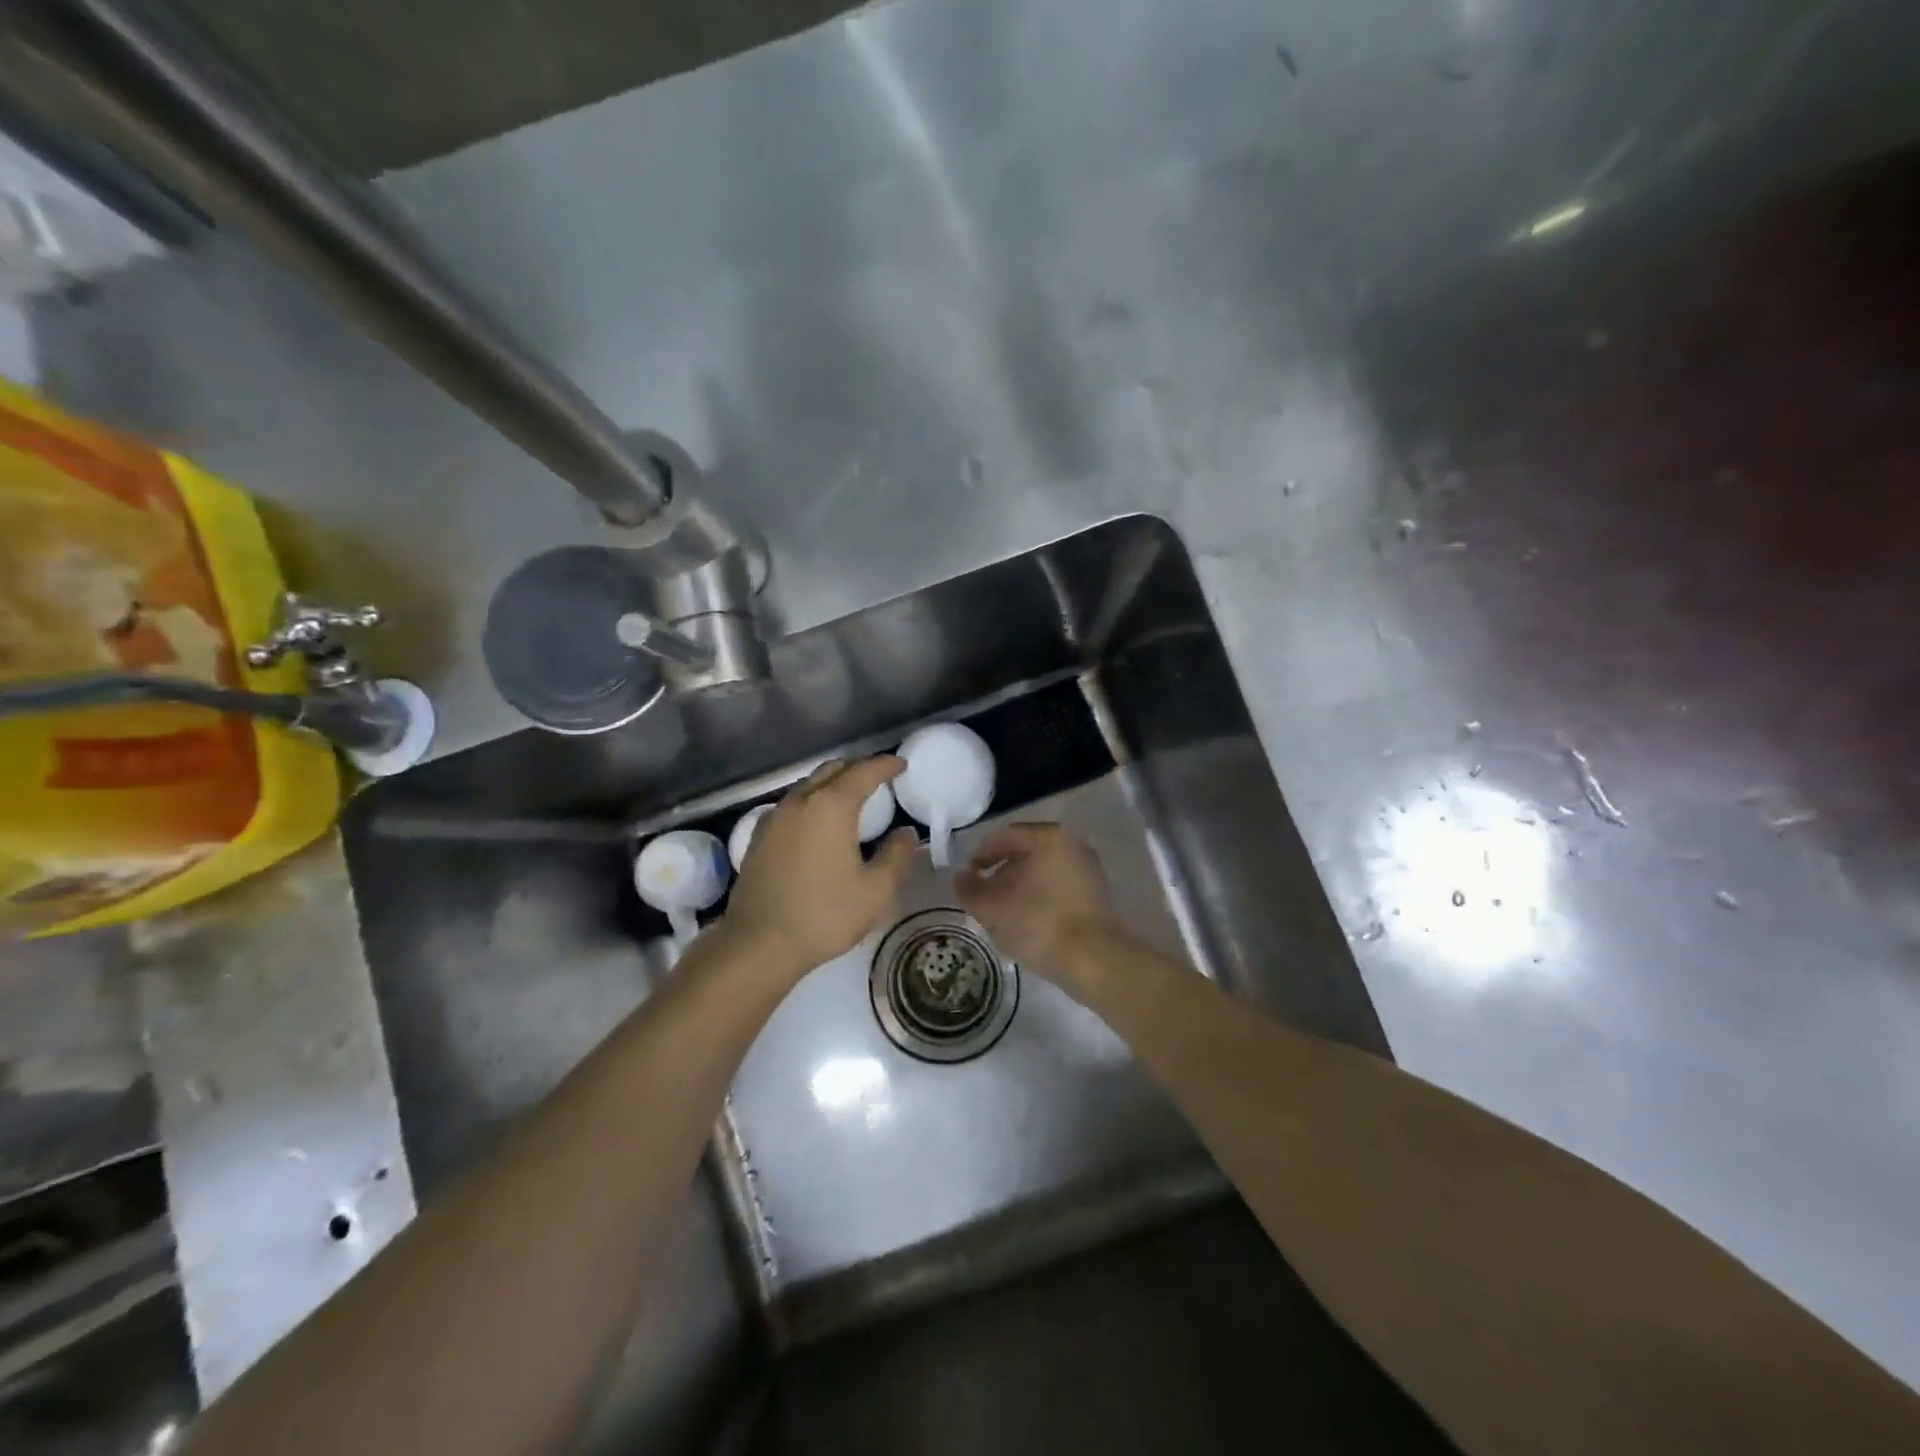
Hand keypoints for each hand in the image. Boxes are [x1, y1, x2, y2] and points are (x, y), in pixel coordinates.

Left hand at [724, 755, 918, 976]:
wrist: (758, 944)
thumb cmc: (824, 915)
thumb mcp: (875, 891)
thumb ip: (896, 856)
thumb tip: (906, 833)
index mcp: (831, 806)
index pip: (863, 771)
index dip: (885, 765)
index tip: (901, 765)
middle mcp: (800, 801)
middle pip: (833, 770)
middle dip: (858, 767)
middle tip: (880, 776)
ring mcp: (775, 817)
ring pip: (809, 785)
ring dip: (833, 782)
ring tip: (852, 796)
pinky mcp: (759, 836)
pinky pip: (792, 804)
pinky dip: (813, 801)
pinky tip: (819, 821)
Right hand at [954, 822, 1121, 984]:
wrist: (1094, 960)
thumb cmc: (1039, 925)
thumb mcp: (994, 909)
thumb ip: (970, 890)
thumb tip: (959, 878)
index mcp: (1047, 837)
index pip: (1002, 837)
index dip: (978, 857)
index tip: (966, 880)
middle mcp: (1071, 842)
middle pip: (1023, 850)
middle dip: (999, 871)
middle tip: (982, 895)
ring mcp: (1087, 865)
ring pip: (1041, 868)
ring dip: (1018, 884)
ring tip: (1002, 910)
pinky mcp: (1095, 890)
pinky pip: (1058, 882)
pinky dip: (1039, 893)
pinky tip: (1026, 918)